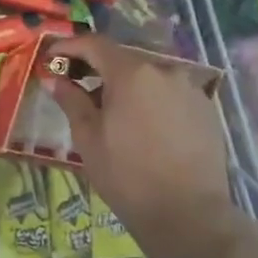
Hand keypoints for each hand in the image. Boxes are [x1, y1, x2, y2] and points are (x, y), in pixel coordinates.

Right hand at [45, 34, 250, 257]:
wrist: (188, 214)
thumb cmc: (127, 175)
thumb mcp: (88, 138)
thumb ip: (71, 101)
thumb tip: (54, 79)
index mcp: (131, 73)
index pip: (94, 44)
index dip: (69, 46)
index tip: (52, 58)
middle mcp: (164, 70)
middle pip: (123, 58)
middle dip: (96, 67)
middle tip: (76, 85)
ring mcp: (190, 88)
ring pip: (148, 76)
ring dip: (125, 85)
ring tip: (110, 110)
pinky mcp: (205, 108)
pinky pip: (169, 93)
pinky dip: (150, 99)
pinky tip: (141, 125)